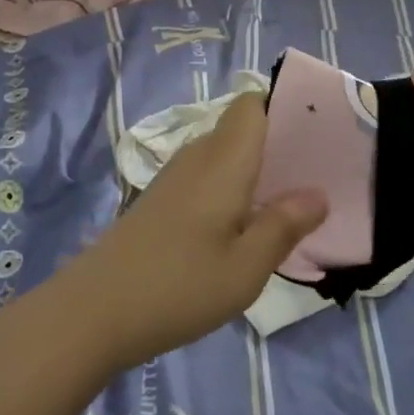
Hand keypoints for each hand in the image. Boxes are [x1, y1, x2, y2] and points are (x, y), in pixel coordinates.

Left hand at [59, 93, 327, 368]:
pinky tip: (244, 225)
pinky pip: (208, 175)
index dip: (283, 109)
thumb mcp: (245, 268)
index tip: (315, 137)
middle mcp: (198, 156)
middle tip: (315, 177)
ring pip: (225, 153)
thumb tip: (318, 194)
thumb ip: (283, 226)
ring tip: (289, 203)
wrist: (95, 309)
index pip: (251, 104)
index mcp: (223, 160)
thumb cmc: (179, 286)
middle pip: (241, 127)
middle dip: (278, 144)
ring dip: (256, 169)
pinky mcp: (163, 198)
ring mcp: (176, 176)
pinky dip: (232, 187)